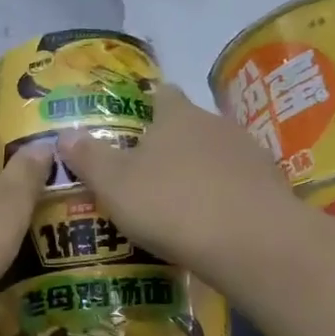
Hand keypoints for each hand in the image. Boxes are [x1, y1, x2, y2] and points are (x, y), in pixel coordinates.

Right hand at [57, 83, 296, 270]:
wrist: (251, 241)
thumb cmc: (171, 204)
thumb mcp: (114, 184)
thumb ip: (88, 158)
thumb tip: (64, 134)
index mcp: (175, 115)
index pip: (160, 94)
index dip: (145, 106)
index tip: (130, 128)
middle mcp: (214, 123)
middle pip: (188, 126)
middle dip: (168, 145)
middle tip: (143, 175)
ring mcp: (248, 153)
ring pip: (214, 155)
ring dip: (197, 172)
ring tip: (176, 204)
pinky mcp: (270, 184)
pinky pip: (236, 184)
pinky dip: (221, 196)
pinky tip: (209, 222)